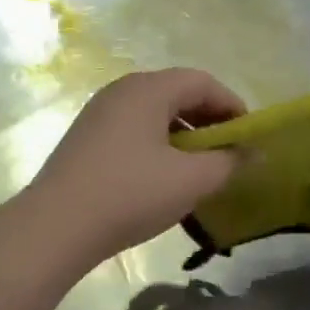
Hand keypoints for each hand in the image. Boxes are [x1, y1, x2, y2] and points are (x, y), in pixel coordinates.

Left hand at [28, 68, 246, 264]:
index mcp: (148, 89)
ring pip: (154, 113)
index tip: (248, 136)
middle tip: (228, 152)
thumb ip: (230, 162)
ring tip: (199, 167)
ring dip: (184, 134)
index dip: (232, 104)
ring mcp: (99, 114)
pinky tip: (164, 177)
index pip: (202, 81)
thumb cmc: (130, 193)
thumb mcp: (191, 180)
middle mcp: (122, 91)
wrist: (54, 228)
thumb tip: (255, 153)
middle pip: (177, 93)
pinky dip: (158, 144)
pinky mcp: (86, 139)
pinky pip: (134, 130)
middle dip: (209, 120)